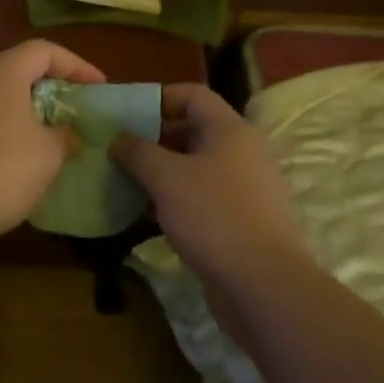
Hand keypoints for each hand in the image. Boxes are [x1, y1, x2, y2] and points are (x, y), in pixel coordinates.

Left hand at [0, 41, 103, 240]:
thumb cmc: (2, 167)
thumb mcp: (48, 154)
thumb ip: (64, 136)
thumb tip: (66, 134)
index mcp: (3, 71)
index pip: (44, 50)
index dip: (76, 65)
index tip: (98, 87)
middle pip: (18, 68)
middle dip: (49, 85)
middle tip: (73, 107)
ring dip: (25, 109)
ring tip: (48, 133)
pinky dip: (4, 126)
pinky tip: (16, 155)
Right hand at [110, 83, 305, 291]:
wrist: (265, 288)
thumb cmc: (213, 216)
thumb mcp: (165, 177)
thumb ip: (137, 151)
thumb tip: (118, 139)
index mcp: (230, 129)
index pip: (192, 94)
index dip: (158, 98)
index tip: (127, 116)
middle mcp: (243, 151)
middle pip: (194, 130)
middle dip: (155, 138)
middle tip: (122, 152)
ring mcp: (247, 189)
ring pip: (198, 167)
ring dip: (164, 172)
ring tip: (130, 183)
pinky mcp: (245, 222)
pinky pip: (206, 197)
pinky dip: (179, 199)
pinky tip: (152, 216)